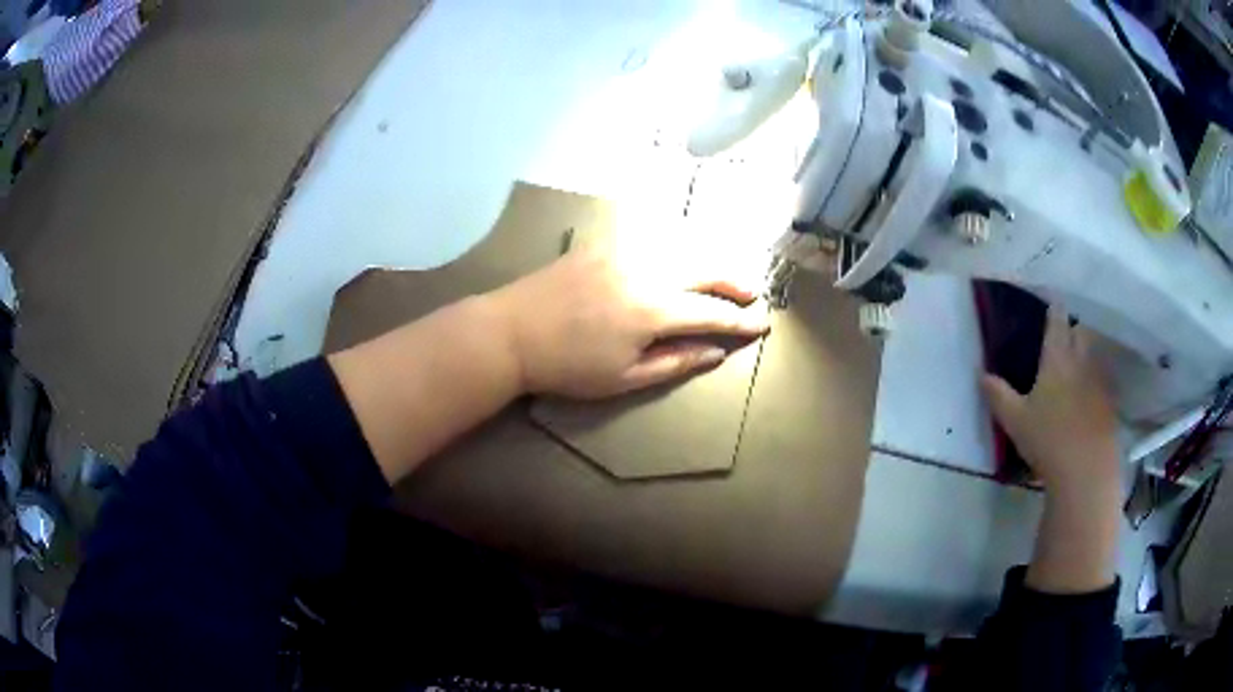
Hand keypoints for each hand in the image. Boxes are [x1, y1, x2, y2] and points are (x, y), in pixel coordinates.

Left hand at [488, 249, 769, 399]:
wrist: (511, 333)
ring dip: (708, 259)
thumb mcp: (624, 378)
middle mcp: (646, 271)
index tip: (762, 324)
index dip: (740, 321)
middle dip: (734, 281)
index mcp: (653, 310)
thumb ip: (675, 362)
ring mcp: (623, 252)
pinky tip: (677, 252)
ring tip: (722, 273)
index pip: (711, 313)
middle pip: (704, 269)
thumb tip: (714, 352)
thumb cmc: (567, 366)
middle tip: (752, 293)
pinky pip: (648, 237)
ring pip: (680, 246)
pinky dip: (673, 244)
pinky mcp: (602, 244)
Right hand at [982, 307, 1120, 494]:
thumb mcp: (1014, 421)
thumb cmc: (1047, 441)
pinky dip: (1098, 377)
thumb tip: (980, 373)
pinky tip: (1093, 391)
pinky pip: (1104, 378)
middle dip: (1073, 326)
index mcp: (1057, 359)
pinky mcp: (1110, 402)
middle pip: (1081, 331)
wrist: (1085, 470)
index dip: (1054, 308)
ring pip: (1095, 353)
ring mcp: (1099, 381)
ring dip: (1088, 349)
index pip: (1057, 321)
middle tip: (1066, 331)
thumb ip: (998, 395)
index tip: (1052, 300)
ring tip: (1080, 356)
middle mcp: (1081, 361)